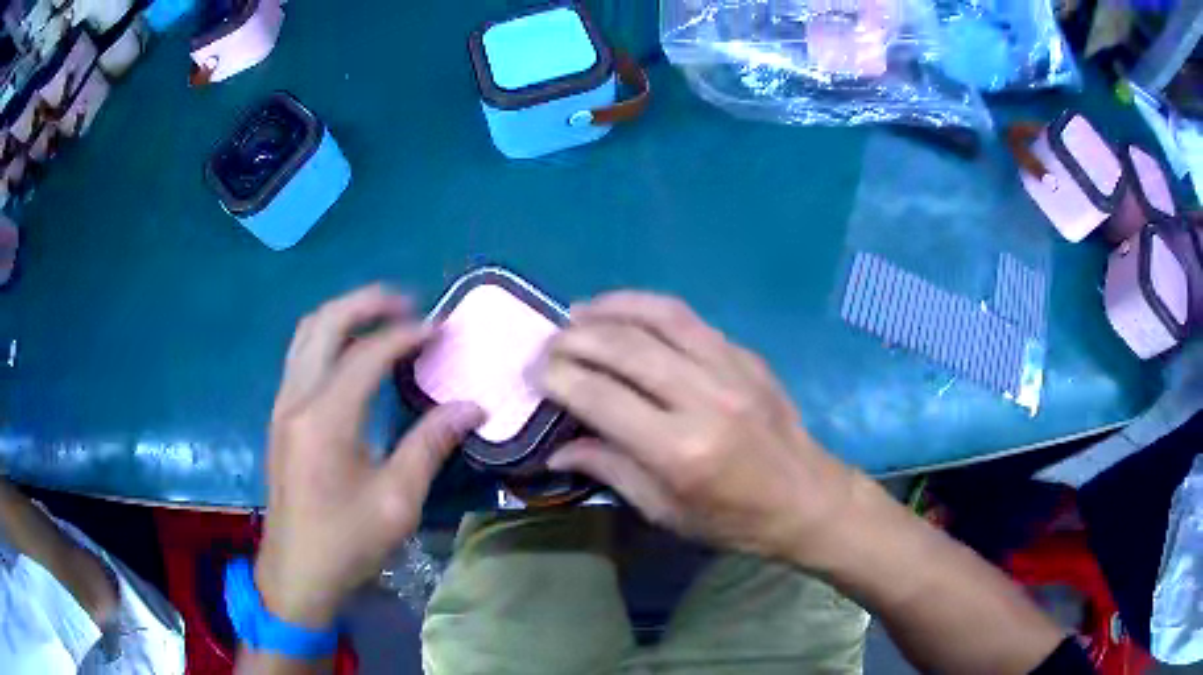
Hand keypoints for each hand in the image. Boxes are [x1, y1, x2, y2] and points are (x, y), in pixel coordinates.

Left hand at [256, 285, 483, 627]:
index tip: (440, 330)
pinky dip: (329, 339)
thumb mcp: (397, 500)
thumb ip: (430, 444)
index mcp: (325, 419)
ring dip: (344, 316)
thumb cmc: (347, 541)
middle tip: (407, 303)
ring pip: (307, 334)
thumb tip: (471, 406)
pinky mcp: (281, 416)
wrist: (297, 572)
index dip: (406, 335)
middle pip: (325, 323)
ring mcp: (283, 405)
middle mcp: (296, 399)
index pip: (367, 354)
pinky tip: (354, 355)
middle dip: (367, 303)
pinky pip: (301, 355)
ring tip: (382, 318)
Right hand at [541, 292, 854, 563]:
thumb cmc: (734, 520)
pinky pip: (690, 318)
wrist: (808, 498)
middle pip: (625, 348)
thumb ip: (609, 470)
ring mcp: (731, 369)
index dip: (559, 379)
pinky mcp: (746, 355)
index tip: (536, 373)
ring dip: (611, 307)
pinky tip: (628, 313)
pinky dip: (649, 308)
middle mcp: (704, 398)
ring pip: (659, 316)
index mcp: (680, 450)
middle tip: (549, 343)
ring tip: (579, 312)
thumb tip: (556, 447)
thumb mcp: (666, 511)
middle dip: (575, 338)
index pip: (601, 397)